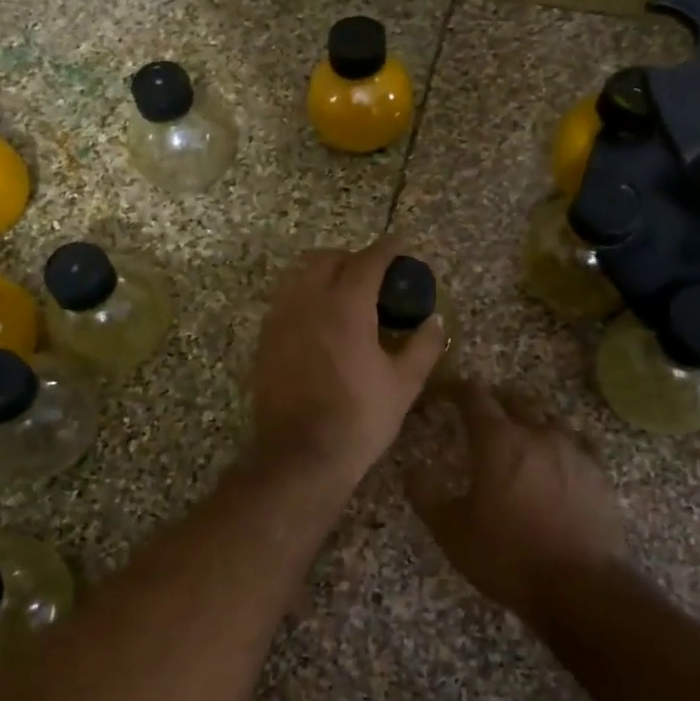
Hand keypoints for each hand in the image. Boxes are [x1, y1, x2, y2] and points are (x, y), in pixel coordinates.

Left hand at [249, 237, 447, 481]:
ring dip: (324, 275)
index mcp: (345, 304)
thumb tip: (434, 321)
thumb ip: (423, 345)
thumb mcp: (404, 384)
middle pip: (326, 258)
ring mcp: (280, 318)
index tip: (401, 245)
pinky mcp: (264, 339)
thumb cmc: (359, 418)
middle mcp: (307, 300)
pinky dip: (305, 298)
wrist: (300, 455)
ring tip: (345, 297)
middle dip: (351, 258)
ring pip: (299, 276)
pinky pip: (285, 301)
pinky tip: (320, 324)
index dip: (387, 249)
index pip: (368, 260)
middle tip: (374, 277)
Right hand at [406, 382, 628, 625]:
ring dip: (530, 421)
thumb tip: (411, 470)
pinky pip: (579, 443)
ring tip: (520, 436)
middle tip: (481, 416)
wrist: (580, 586)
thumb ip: (426, 495)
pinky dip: (563, 443)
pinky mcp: (598, 472)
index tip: (448, 391)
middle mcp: (536, 433)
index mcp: (496, 441)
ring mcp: (573, 450)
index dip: (458, 390)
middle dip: (495, 402)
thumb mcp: (451, 532)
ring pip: (548, 419)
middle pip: (514, 400)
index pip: (474, 397)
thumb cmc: (507, 555)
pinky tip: (560, 457)